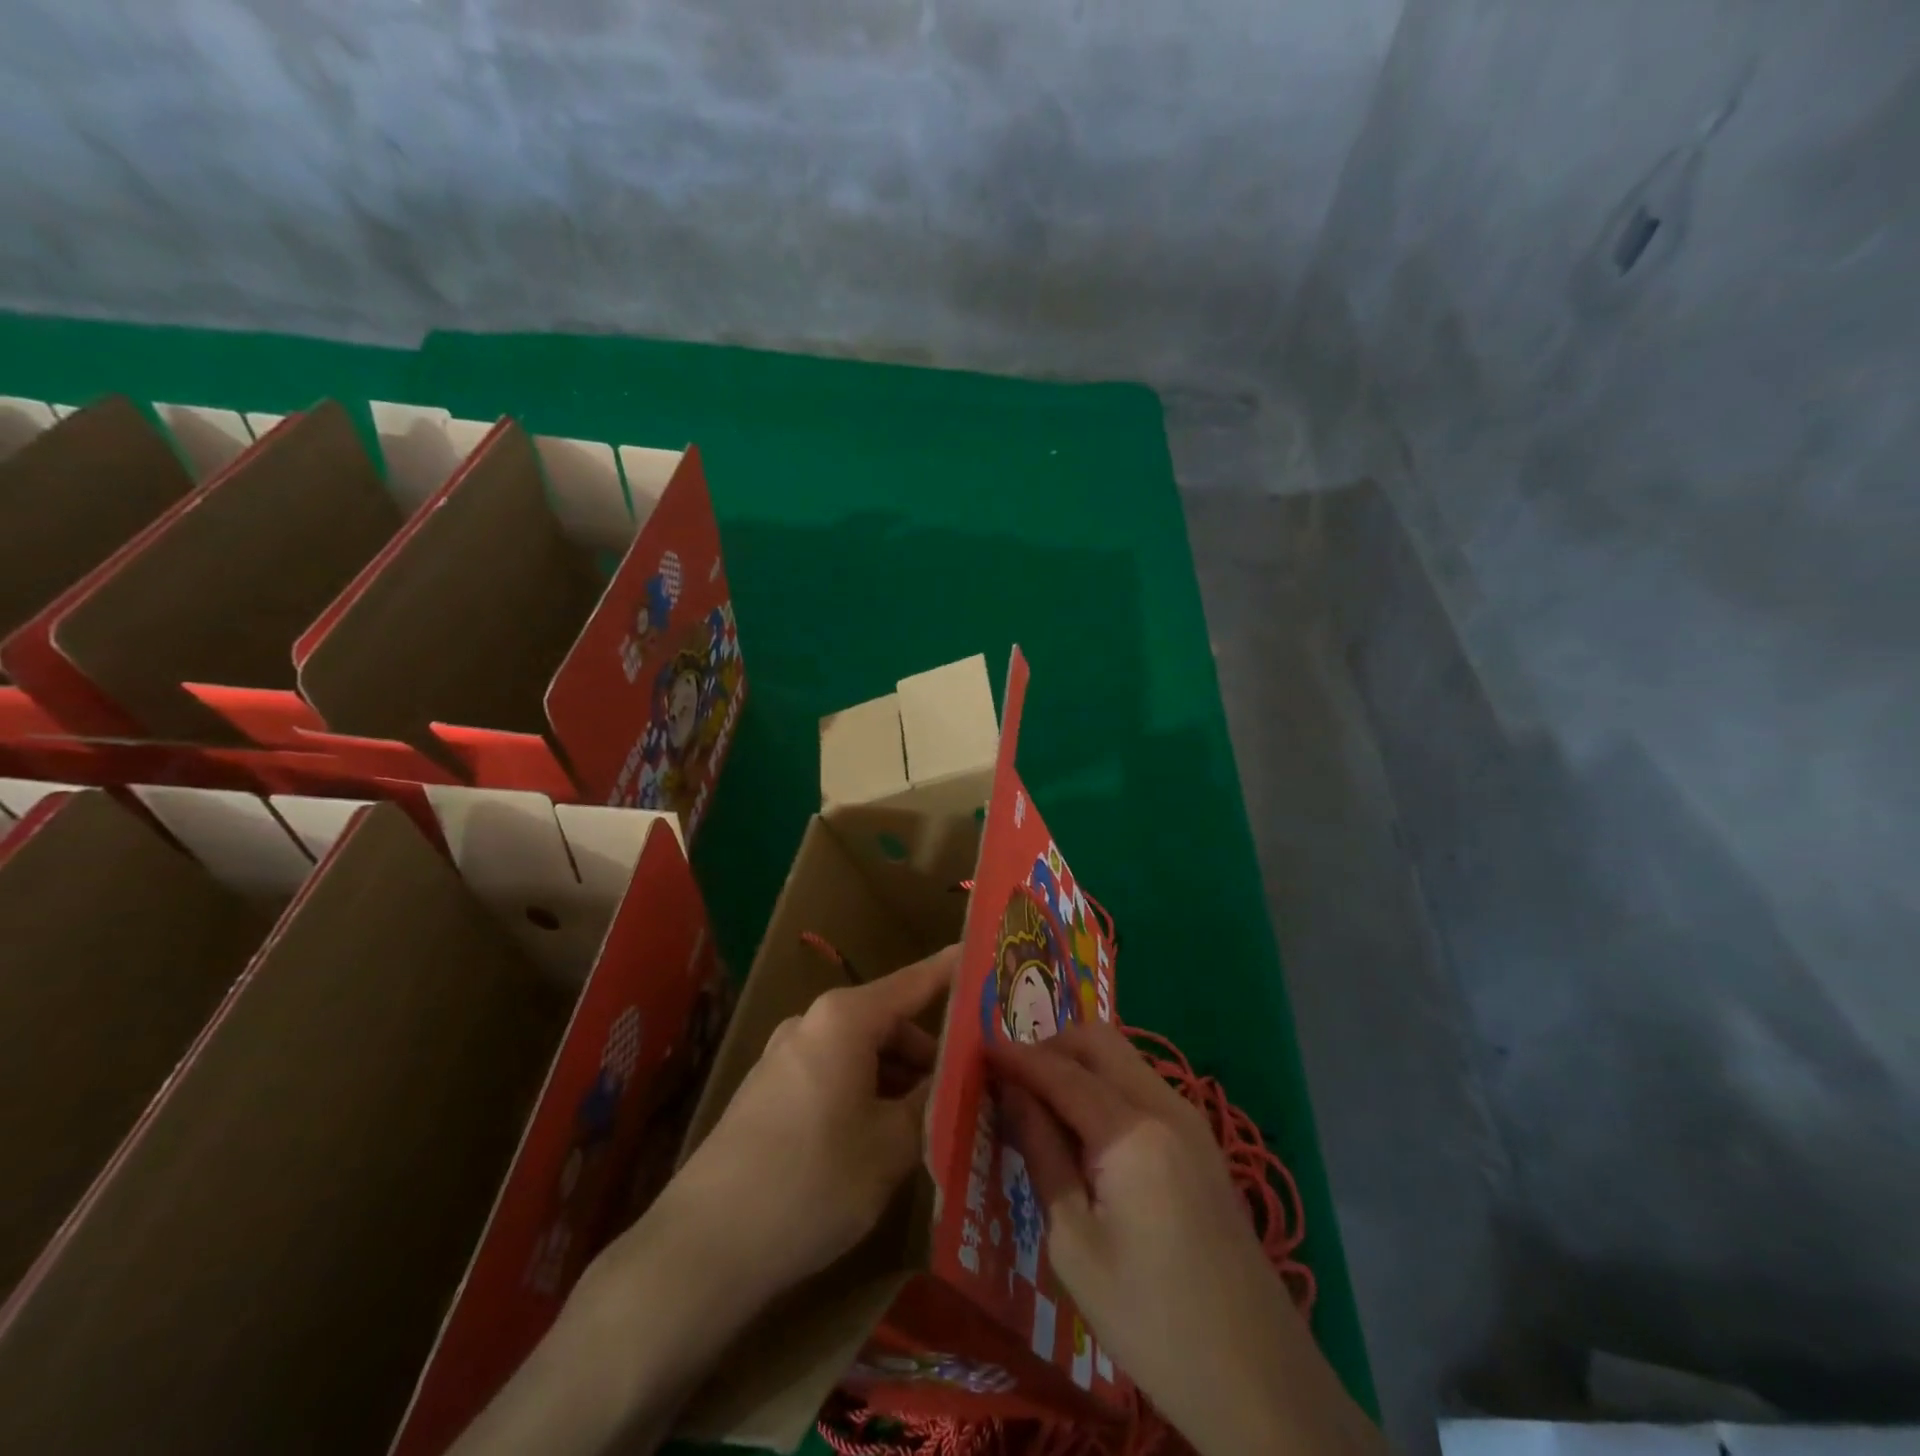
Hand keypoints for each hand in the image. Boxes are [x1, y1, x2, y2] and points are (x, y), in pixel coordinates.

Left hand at [452, 947, 955, 1455]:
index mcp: (846, 1018)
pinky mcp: (770, 1091)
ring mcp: (786, 1055)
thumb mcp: (890, 1146)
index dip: (954, 971)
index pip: (916, 981)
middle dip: (931, 1051)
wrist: (703, 1249)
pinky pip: (835, 1075)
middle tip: (972, 1086)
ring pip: (863, 1053)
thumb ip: (930, 1102)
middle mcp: (814, 1022)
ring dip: (899, 1079)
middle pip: (890, 1022)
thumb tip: (955, 1076)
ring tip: (932, 1123)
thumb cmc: (812, 1182)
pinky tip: (882, 1140)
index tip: (987, 960)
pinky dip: (867, 1093)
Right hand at [987, 1022, 1384, 1455]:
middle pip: (1099, 1041)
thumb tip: (1013, 1094)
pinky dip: (1106, 1088)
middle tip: (1011, 1080)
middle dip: (1051, 1047)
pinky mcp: (1202, 1143)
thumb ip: (1043, 1154)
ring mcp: (1191, 1121)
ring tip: (1040, 1105)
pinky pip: (1143, 1087)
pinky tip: (1084, 1130)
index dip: (1016, 1058)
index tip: (977, 1050)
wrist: (1259, 1379)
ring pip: (1124, 1059)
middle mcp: (1166, 1106)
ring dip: (1079, 1065)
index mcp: (1132, 1131)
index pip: (1061, 1071)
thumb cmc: (1151, 1320)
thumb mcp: (1075, 1245)